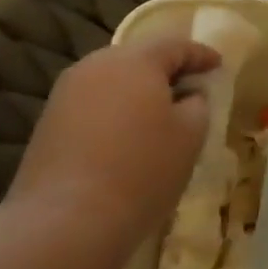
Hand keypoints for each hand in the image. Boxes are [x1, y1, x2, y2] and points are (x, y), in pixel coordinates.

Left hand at [8, 37, 220, 247]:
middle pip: (139, 57)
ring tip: (159, 113)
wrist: (64, 223)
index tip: (219, 66)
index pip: (176, 45)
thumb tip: (187, 97)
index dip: (201, 54)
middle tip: (190, 87)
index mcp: (135, 60)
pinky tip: (127, 135)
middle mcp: (96, 66)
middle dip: (166, 69)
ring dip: (138, 91)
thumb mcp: (191, 134)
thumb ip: (197, 104)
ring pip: (112, 80)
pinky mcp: (48, 123)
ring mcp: (66, 94)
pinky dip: (115, 110)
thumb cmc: (142, 169)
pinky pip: (93, 103)